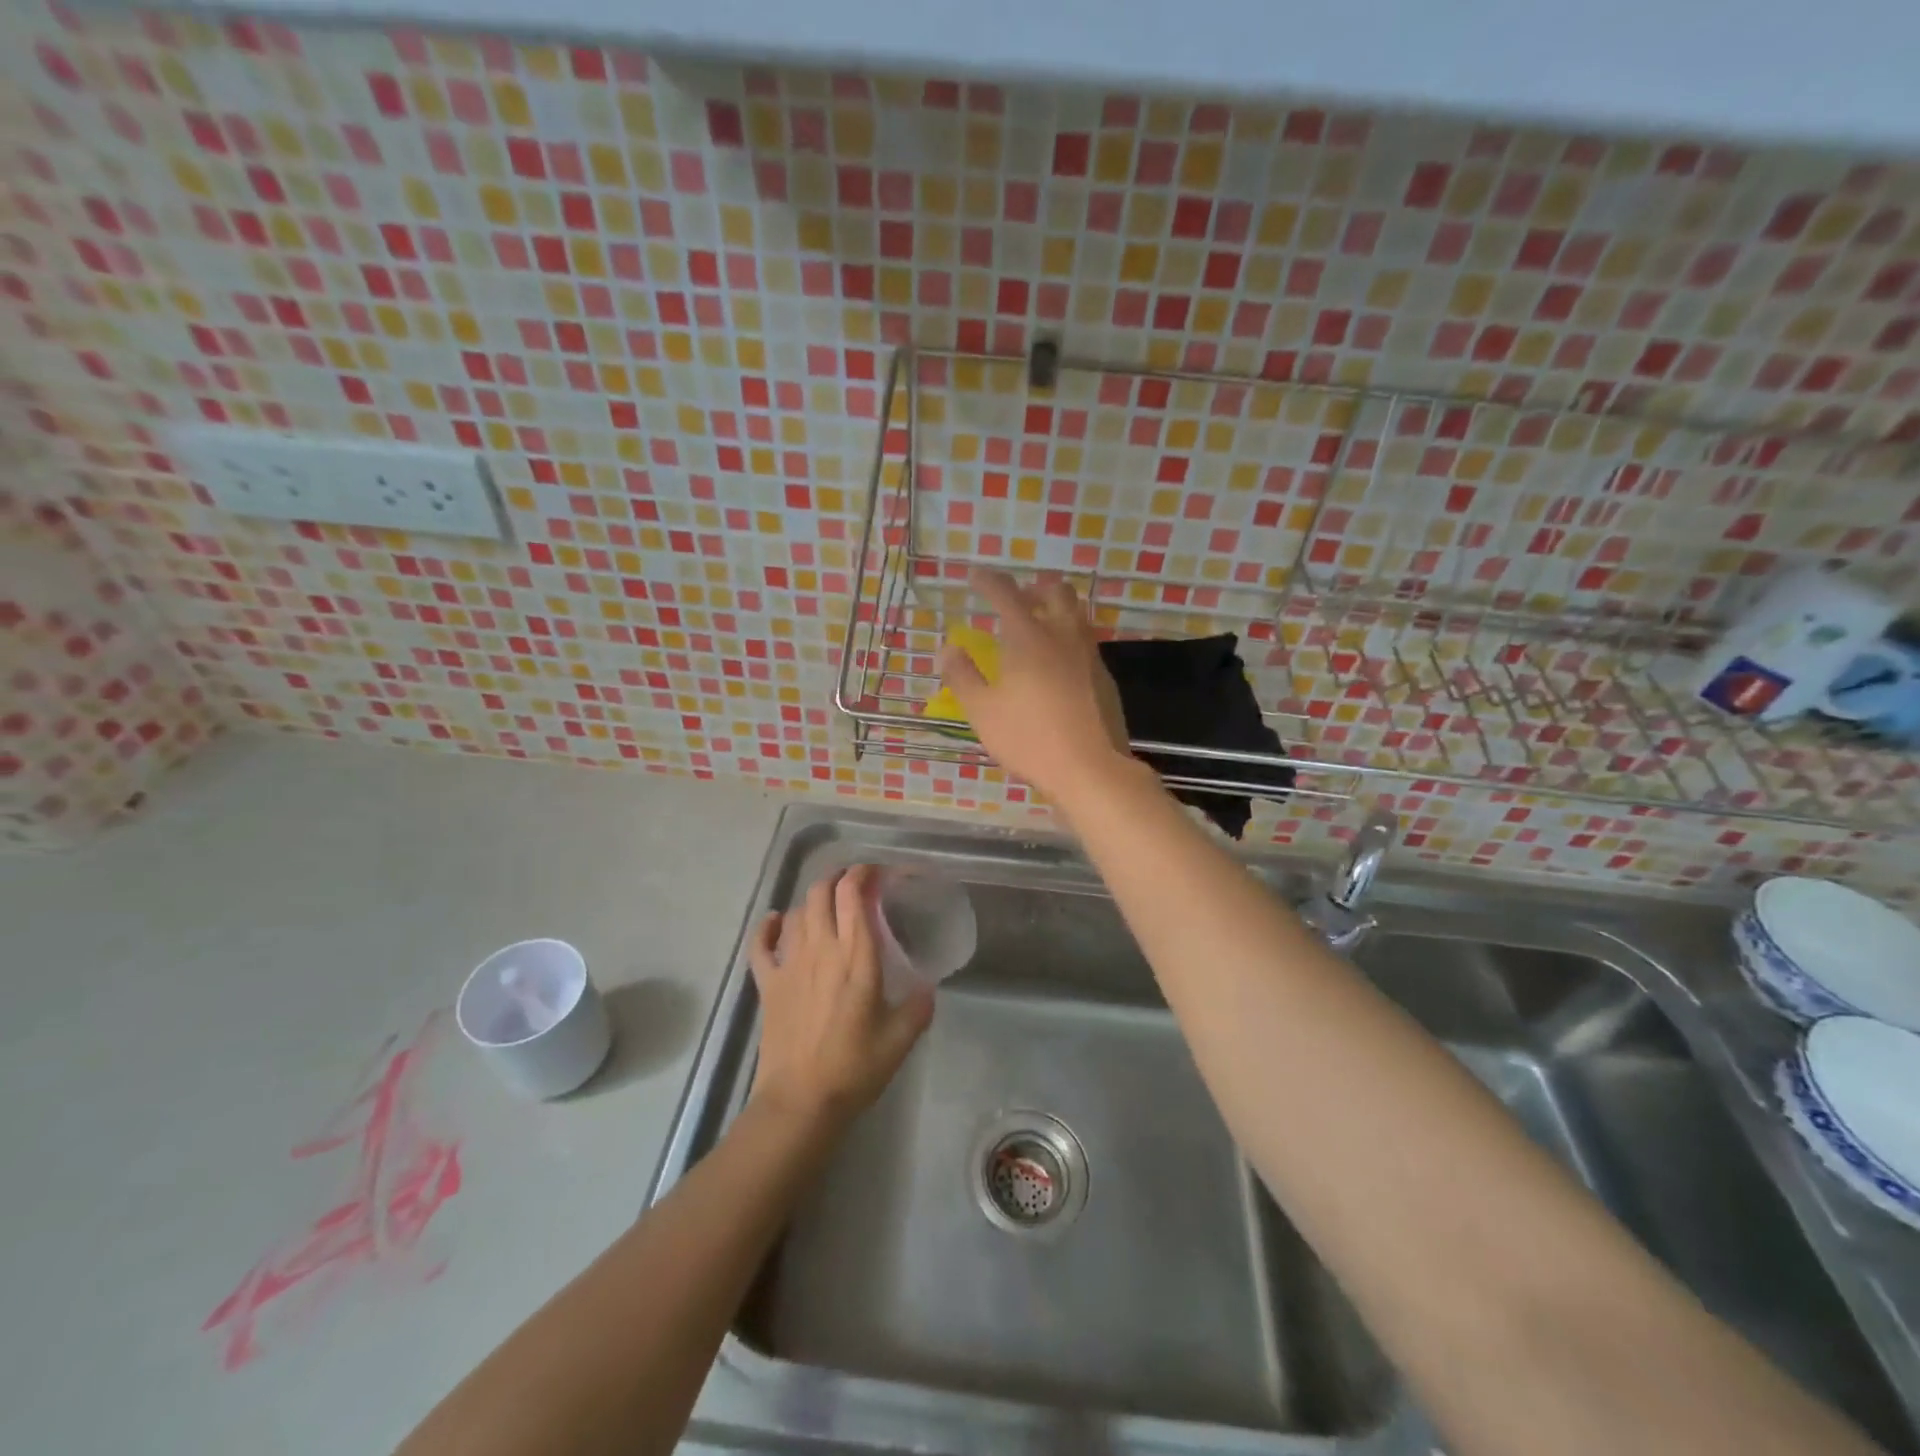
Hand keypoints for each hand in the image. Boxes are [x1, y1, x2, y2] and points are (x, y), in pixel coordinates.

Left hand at [746, 865, 932, 1129]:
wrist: (801, 1101)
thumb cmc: (855, 1068)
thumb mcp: (901, 1038)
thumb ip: (918, 1005)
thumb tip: (926, 986)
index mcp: (856, 957)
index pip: (853, 894)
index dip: (862, 873)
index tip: (876, 872)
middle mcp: (821, 949)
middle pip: (821, 892)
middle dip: (837, 878)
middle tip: (854, 885)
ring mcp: (789, 963)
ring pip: (795, 911)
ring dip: (811, 901)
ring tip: (826, 908)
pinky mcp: (767, 983)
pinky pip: (760, 943)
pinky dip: (766, 926)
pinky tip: (775, 921)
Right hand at [937, 570, 1133, 808]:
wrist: (1090, 768)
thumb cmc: (1029, 738)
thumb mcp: (983, 712)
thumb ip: (962, 676)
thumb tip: (948, 649)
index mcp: (1029, 638)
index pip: (1006, 594)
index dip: (989, 581)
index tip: (976, 576)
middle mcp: (1063, 636)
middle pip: (1055, 591)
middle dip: (1033, 587)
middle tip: (1015, 601)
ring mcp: (1089, 655)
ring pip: (1076, 614)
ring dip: (1055, 609)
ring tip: (1037, 627)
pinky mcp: (1104, 677)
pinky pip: (1085, 641)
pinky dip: (1068, 638)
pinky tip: (1057, 664)